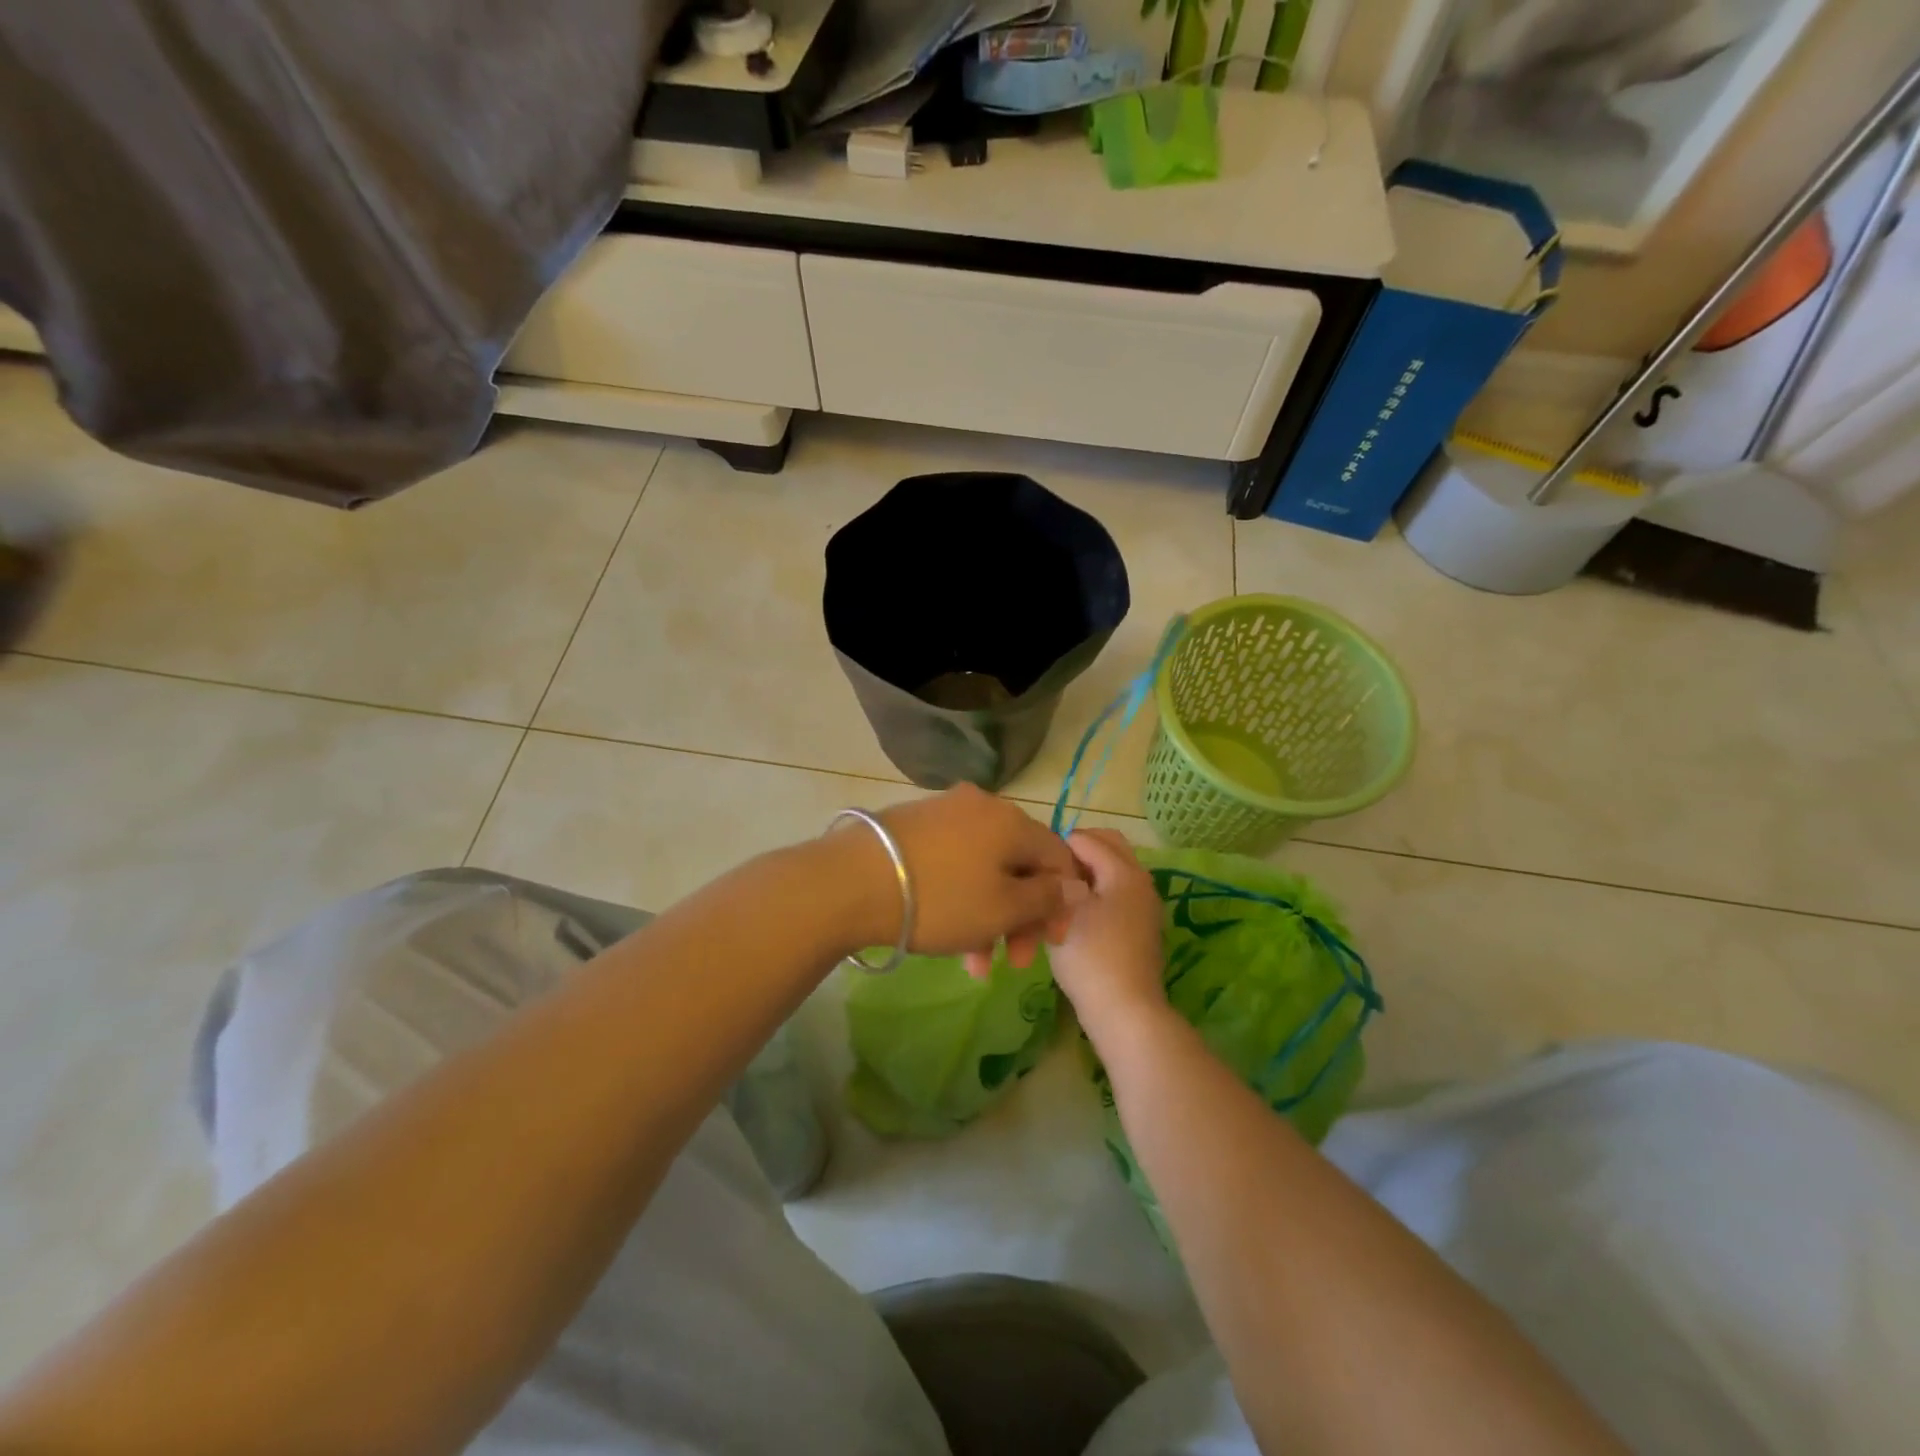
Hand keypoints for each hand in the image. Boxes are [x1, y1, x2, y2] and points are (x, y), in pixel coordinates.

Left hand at [831, 785, 1084, 975]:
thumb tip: (1076, 884)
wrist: (851, 882)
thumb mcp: (1002, 909)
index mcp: (1012, 820)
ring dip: (990, 917)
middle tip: (1015, 962)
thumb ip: (1046, 898)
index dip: (1063, 901)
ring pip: (985, 869)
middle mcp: (982, 806)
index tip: (1052, 943)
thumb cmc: (941, 899)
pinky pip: (955, 863)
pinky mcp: (914, 826)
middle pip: (1020, 864)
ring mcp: (944, 812)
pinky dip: (962, 898)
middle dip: (1021, 917)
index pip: (1058, 855)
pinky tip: (949, 933)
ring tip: (974, 964)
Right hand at [1048, 829, 1169, 1045]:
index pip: (1085, 837)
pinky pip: (1118, 890)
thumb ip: (1058, 874)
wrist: (1125, 1010)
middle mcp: (1141, 879)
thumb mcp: (1064, 909)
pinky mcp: (1142, 924)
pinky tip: (1076, 912)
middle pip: (1108, 844)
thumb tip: (1054, 861)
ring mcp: (1145, 903)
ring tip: (1059, 891)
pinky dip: (1099, 889)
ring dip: (1088, 870)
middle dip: (1077, 850)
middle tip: (1049, 871)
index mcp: (1124, 870)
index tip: (1035, 864)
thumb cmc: (1090, 956)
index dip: (1056, 845)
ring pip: (1114, 868)